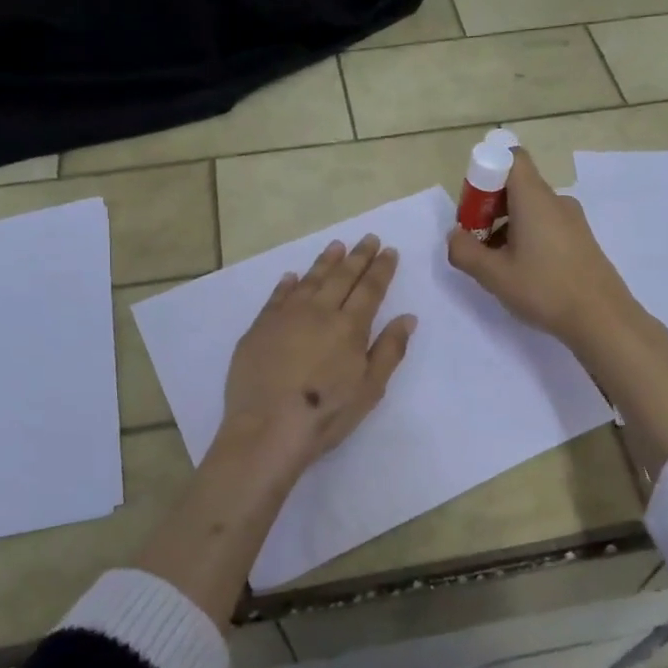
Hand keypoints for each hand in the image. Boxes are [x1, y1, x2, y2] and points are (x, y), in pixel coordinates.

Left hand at [219, 234, 416, 476]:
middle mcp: (319, 312)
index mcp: (350, 327)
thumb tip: (407, 317)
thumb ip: (390, 350)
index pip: (370, 288)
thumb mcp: (370, 388)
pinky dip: (287, 284)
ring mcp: (285, 317)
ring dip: (325, 261)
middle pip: (342, 277)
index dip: (381, 268)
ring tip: (336, 246)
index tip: (389, 251)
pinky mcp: (259, 328)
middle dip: (358, 256)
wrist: (267, 429)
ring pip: (309, 280)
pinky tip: (292, 276)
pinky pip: (277, 297)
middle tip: (368, 238)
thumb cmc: (326, 414)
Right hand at [446, 147, 644, 359]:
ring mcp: (572, 220)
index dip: (485, 172)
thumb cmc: (545, 289)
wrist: (602, 318)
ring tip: (497, 264)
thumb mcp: (494, 275)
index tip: (473, 207)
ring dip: (506, 226)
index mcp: (534, 198)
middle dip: (490, 207)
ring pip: (530, 208)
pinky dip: (527, 237)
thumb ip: (465, 252)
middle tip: (476, 242)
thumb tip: (455, 236)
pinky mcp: (581, 239)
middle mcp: (555, 201)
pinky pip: (546, 225)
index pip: (511, 157)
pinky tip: (523, 272)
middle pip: (517, 185)